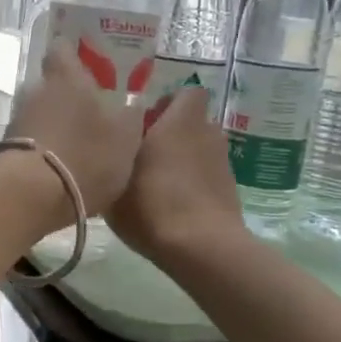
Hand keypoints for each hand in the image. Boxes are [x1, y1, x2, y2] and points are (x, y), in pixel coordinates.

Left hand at [6, 48, 144, 216]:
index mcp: (66, 78)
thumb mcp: (125, 137)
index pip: (63, 48)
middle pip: (51, 84)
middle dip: (69, 95)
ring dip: (56, 125)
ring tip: (78, 144)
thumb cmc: (85, 155)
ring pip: (40, 114)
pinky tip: (61, 168)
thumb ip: (131, 116)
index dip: (74, 52)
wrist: (30, 196)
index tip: (88, 60)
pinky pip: (31, 141)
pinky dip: (45, 149)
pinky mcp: (6, 151)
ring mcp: (16, 121)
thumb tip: (134, 102)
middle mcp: (35, 92)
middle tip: (92, 110)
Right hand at [107, 87, 247, 264]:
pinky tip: (173, 206)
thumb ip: (112, 157)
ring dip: (183, 160)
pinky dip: (193, 184)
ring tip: (157, 184)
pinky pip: (206, 176)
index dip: (169, 104)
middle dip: (172, 134)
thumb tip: (110, 146)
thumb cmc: (152, 205)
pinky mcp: (230, 190)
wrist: (202, 248)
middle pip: (191, 123)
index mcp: (180, 122)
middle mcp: (207, 134)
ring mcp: (223, 163)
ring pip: (199, 150)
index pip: (187, 93)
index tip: (146, 123)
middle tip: (144, 155)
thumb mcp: (113, 182)